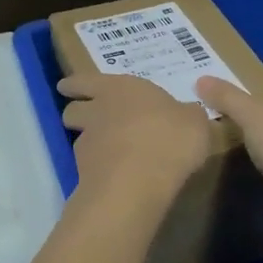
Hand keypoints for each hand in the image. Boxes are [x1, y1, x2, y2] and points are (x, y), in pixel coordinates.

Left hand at [57, 72, 213, 196]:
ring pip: (78, 138)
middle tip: (85, 116)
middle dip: (76, 111)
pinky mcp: (85, 174)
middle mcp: (98, 111)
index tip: (67, 87)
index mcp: (121, 88)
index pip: (85, 80)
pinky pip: (89, 167)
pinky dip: (98, 169)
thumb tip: (186, 113)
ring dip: (87, 141)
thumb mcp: (195, 121)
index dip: (76, 84)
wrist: (138, 182)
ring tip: (104, 150)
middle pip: (72, 109)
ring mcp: (88, 144)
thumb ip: (187, 115)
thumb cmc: (170, 138)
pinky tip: (116, 176)